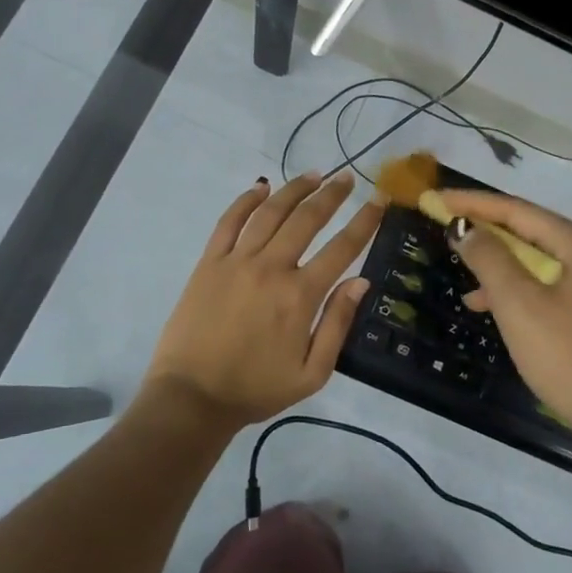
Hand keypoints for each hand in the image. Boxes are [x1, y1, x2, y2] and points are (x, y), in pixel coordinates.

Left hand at [145, 170, 381, 428]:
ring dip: (295, 189)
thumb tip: (361, 281)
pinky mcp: (209, 262)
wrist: (192, 397)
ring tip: (314, 175)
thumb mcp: (311, 373)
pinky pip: (229, 221)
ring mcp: (236, 261)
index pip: (342, 247)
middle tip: (347, 177)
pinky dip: (246, 200)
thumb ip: (338, 324)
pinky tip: (260, 187)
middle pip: (307, 219)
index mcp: (300, 295)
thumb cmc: (256, 389)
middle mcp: (271, 268)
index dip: (364, 221)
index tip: (379, 200)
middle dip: (332, 194)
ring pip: (271, 212)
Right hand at [436, 190, 571, 446]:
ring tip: (466, 281)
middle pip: (532, 232)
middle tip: (449, 229)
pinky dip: (524, 292)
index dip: (473, 204)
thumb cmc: (570, 357)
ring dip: (503, 267)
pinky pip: (555, 287)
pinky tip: (499, 311)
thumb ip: (489, 259)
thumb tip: (466, 228)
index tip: (436, 200)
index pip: (517, 210)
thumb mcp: (520, 305)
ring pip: (543, 263)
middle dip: (488, 232)